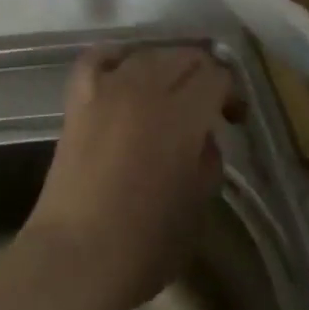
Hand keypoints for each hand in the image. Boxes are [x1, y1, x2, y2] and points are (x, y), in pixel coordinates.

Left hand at [24, 45, 239, 309]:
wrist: (76, 255)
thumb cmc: (146, 242)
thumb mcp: (198, 203)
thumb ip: (208, 159)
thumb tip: (203, 136)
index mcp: (182, 115)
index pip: (216, 75)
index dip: (230, 92)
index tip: (232, 118)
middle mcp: (145, 90)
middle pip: (183, 56)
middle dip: (203, 74)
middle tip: (208, 107)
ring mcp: (106, 91)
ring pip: (145, 54)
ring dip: (165, 66)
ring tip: (171, 92)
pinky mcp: (77, 101)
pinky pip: (97, 59)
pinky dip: (115, 58)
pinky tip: (125, 71)